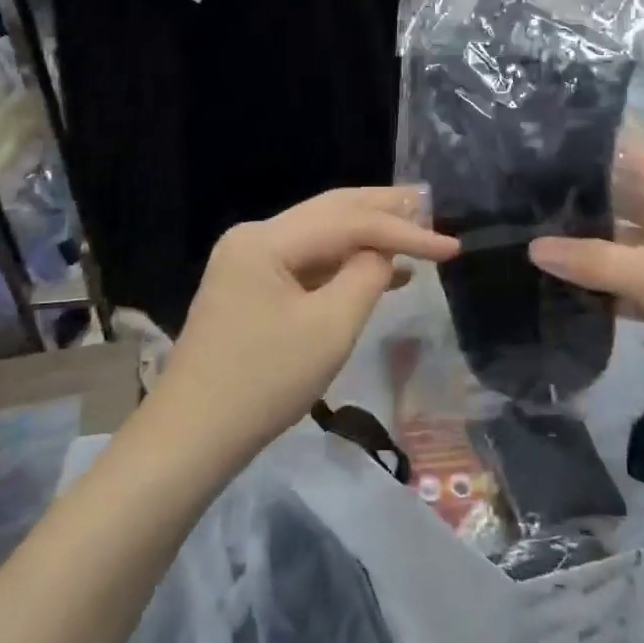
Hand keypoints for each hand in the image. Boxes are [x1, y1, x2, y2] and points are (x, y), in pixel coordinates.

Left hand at [158, 187, 459, 463]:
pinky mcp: (250, 287)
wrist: (192, 437)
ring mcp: (248, 261)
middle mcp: (255, 237)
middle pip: (330, 212)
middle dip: (382, 210)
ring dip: (366, 235)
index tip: (452, 248)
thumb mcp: (329, 328)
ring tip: (414, 230)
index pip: (349, 221)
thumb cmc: (263, 383)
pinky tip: (381, 272)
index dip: (404, 232)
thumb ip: (366, 277)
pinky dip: (343, 265)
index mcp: (266, 239)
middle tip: (429, 205)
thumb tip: (383, 252)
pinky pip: (306, 263)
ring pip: (320, 236)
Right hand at [529, 150, 643, 418]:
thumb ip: (593, 261)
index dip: (580, 157)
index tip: (527, 163)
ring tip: (525, 245)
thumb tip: (533, 248)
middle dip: (575, 207)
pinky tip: (561, 290)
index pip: (625, 156)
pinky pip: (635, 279)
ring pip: (626, 243)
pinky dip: (606, 285)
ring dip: (587, 250)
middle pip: (622, 199)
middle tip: (514, 209)